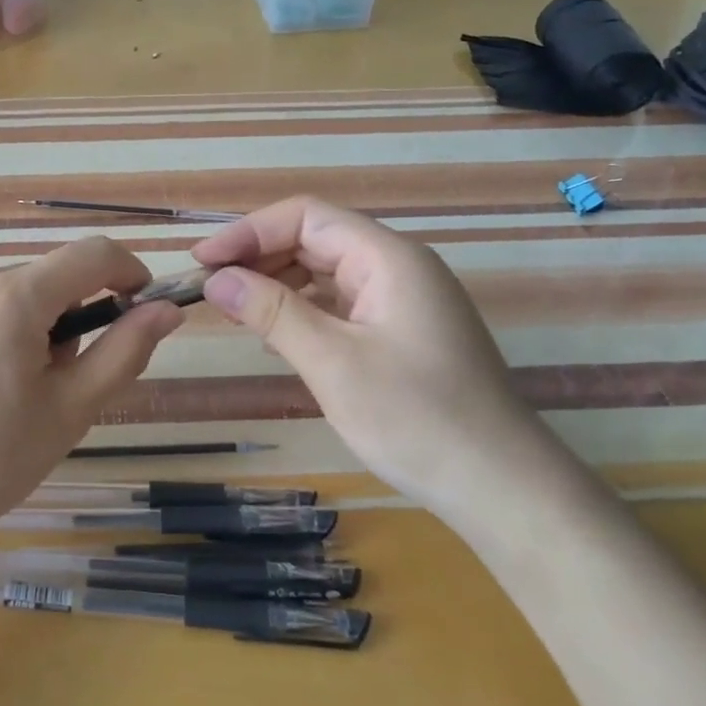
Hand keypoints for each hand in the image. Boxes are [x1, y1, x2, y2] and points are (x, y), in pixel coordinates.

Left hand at [0, 237, 183, 556]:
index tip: (141, 306)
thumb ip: (124, 351)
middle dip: (71, 314)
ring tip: (11, 395)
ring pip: (2, 297)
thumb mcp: (71, 410)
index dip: (128, 271)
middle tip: (64, 379)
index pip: (91, 254)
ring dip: (26, 327)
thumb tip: (166, 310)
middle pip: (44, 278)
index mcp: (13, 297)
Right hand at [192, 196, 562, 512]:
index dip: (249, 231)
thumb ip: (272, 312)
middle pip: (316, 239)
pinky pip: (341, 303)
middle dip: (260, 257)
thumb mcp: (333, 363)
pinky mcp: (402, 332)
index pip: (306, 217)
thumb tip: (216, 278)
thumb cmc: (417, 419)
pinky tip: (276, 334)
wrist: (502, 488)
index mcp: (388, 258)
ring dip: (278, 284)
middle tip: (211, 288)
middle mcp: (398, 267)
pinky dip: (303, 310)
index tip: (203, 261)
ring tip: (235, 310)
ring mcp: (403, 300)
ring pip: (327, 271)